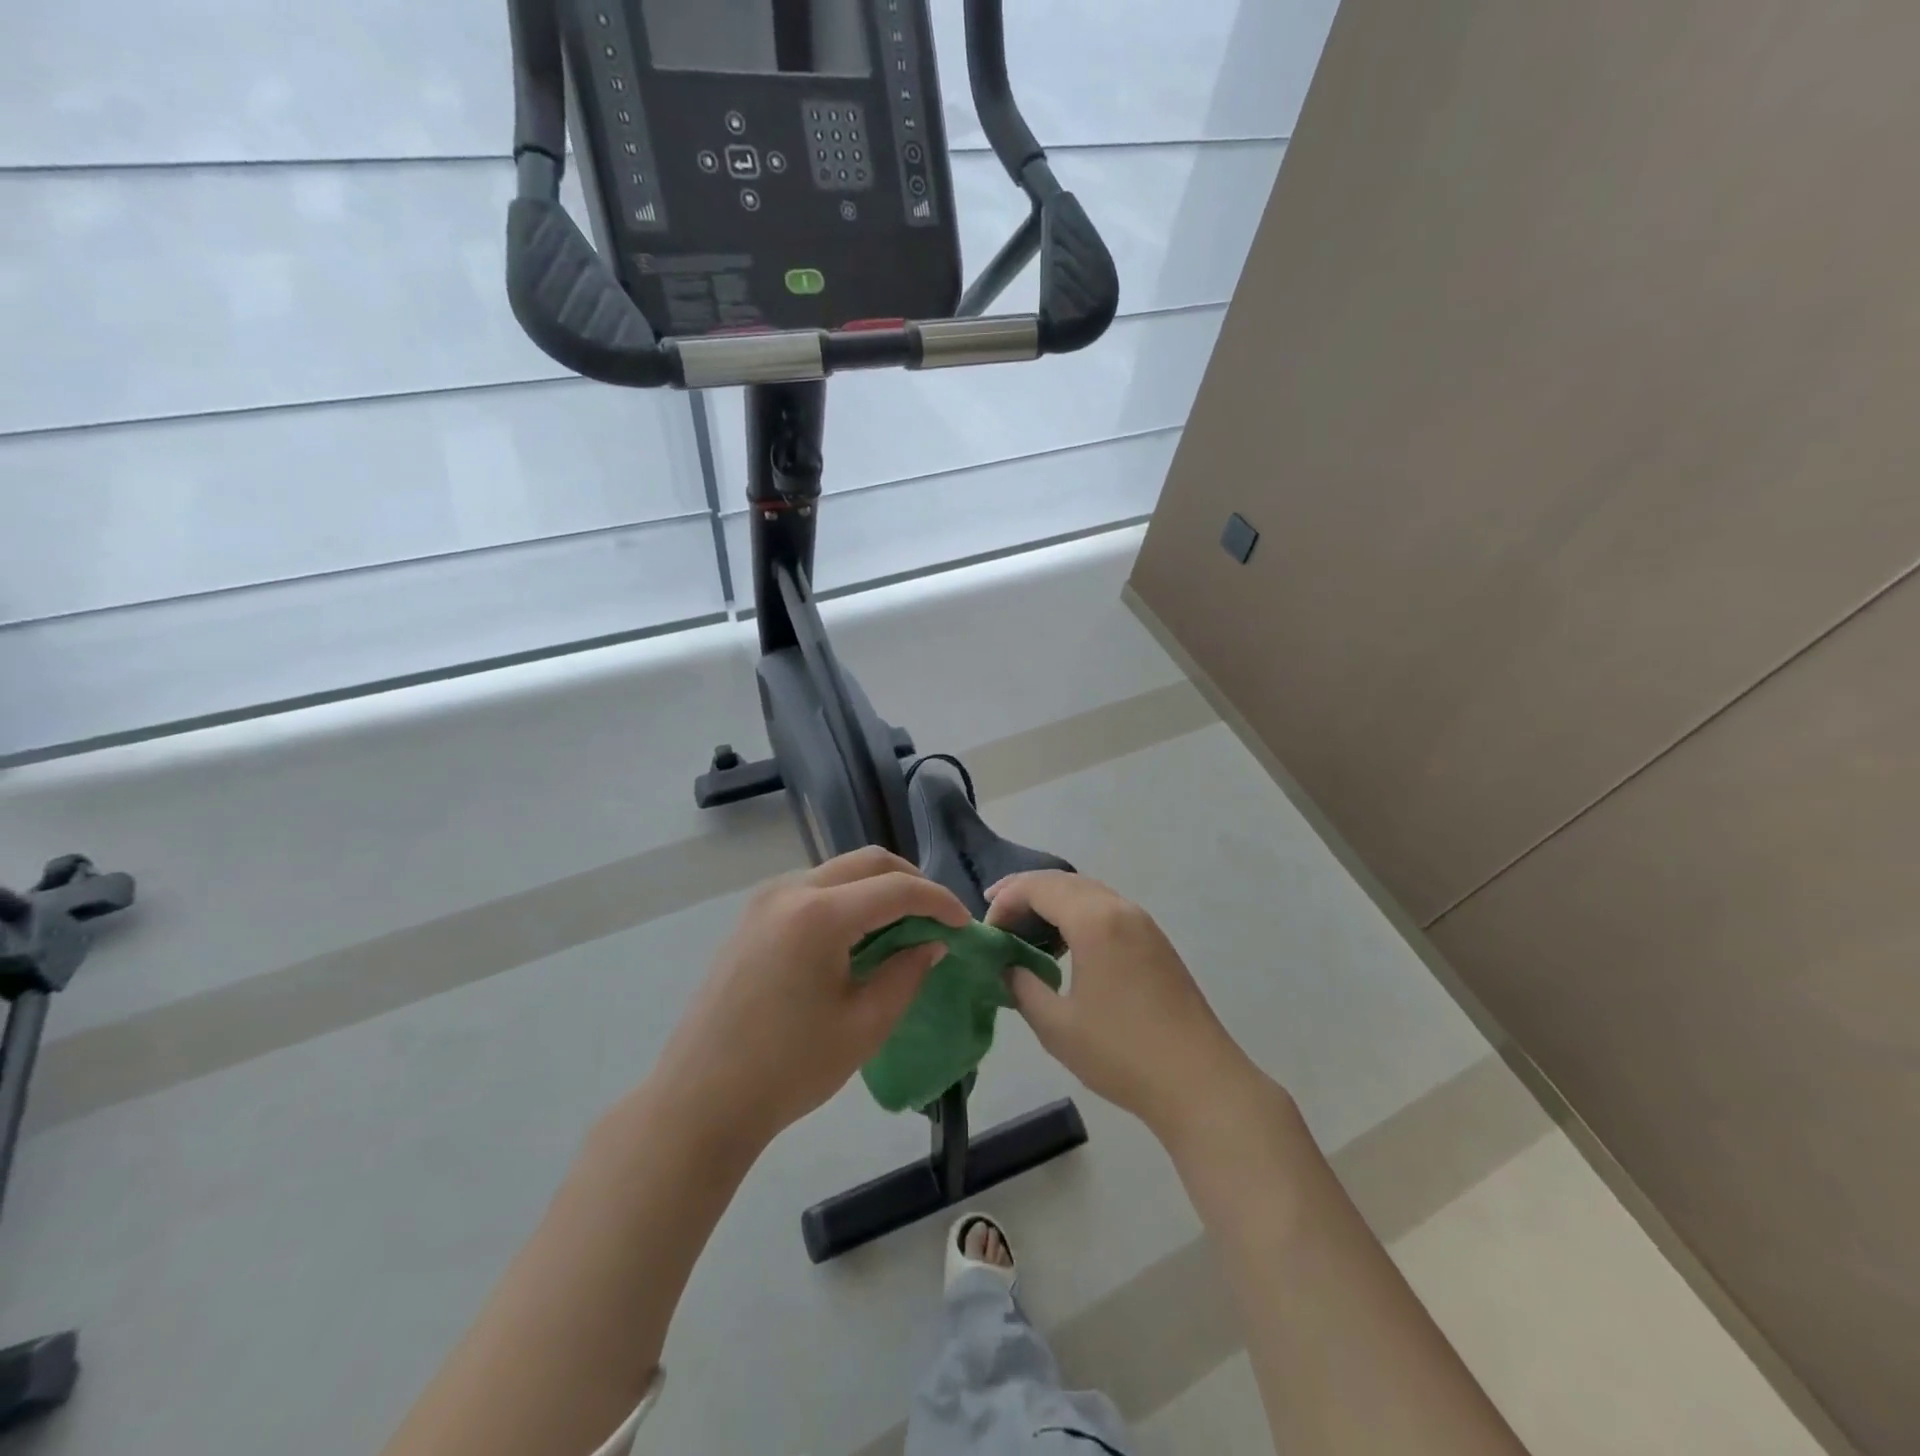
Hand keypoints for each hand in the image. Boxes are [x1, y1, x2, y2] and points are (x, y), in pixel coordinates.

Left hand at [650, 847, 969, 1149]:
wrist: (700, 1101)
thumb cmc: (788, 1069)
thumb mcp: (864, 1025)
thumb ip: (906, 973)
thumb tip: (932, 943)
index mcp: (820, 915)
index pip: (896, 889)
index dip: (938, 901)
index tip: (964, 924)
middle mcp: (790, 890)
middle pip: (867, 862)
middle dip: (910, 882)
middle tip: (937, 917)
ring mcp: (765, 900)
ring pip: (838, 871)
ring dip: (877, 888)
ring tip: (902, 926)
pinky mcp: (751, 917)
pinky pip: (812, 889)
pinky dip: (846, 899)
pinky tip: (857, 936)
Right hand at [986, 871, 1266, 1143]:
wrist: (1200, 1082)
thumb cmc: (1122, 1053)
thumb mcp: (1057, 1026)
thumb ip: (1023, 988)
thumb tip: (1008, 968)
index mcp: (1095, 921)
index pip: (1039, 887)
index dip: (1006, 900)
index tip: (986, 930)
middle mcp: (1120, 909)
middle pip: (1064, 881)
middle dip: (1026, 891)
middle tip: (996, 914)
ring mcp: (1143, 924)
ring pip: (1088, 892)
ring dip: (1053, 901)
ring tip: (1026, 928)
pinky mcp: (1156, 942)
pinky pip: (1107, 909)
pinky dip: (1078, 913)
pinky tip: (1066, 944)